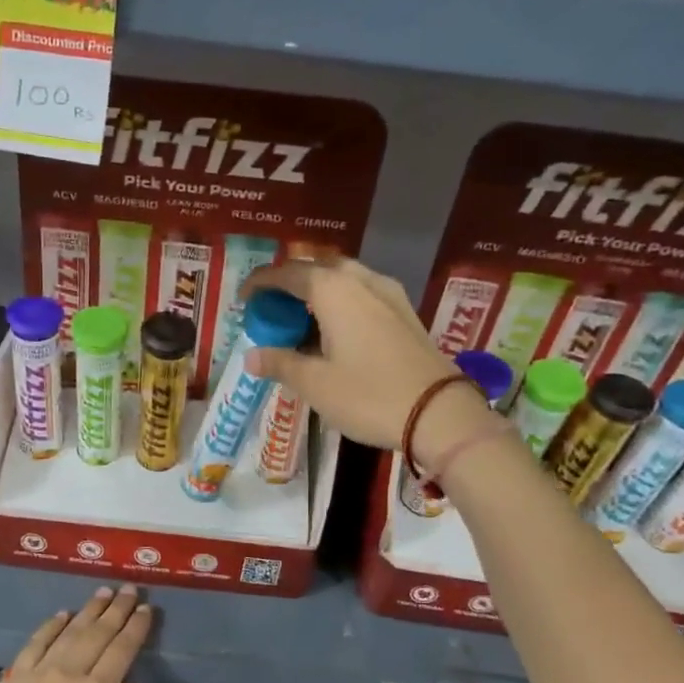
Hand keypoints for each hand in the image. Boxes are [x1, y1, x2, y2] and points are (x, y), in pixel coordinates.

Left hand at [0, 586, 152, 682]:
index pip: (122, 650)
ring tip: (104, 592)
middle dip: (117, 609)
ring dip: (89, 610)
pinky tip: (63, 614)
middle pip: (99, 633)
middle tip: (131, 589)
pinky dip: (52, 625)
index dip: (136, 628)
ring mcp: (40, 671)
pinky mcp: (16, 676)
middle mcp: (70, 673)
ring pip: (70, 631)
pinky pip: (37, 641)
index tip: (147, 610)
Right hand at [240, 257, 499, 464]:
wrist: (440, 413)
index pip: (288, 273)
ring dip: (317, 293)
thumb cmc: (369, 395)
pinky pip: (362, 295)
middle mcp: (362, 281)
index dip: (261, 282)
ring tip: (300, 322)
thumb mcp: (315, 384)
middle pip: (317, 269)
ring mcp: (389, 294)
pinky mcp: (405, 313)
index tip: (243, 298)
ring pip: (343, 280)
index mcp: (334, 290)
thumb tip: (251, 357)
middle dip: (290, 284)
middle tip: (272, 310)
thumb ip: (280, 364)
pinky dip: (340, 304)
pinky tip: (334, 332)